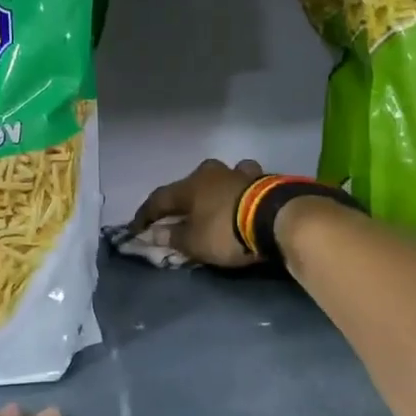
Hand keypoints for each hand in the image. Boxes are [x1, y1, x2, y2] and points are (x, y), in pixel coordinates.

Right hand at [132, 158, 264, 266]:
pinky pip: (247, 183)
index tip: (136, 229)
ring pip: (223, 176)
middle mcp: (212, 173)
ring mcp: (241, 173)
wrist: (279, 218)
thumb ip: (173, 237)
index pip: (159, 199)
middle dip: (186, 197)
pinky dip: (242, 192)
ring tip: (218, 202)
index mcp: (190, 186)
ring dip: (217, 189)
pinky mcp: (266, 179)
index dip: (145, 215)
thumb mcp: (194, 243)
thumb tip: (155, 233)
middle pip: (192, 182)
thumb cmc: (227, 231)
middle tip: (183, 212)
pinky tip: (246, 199)